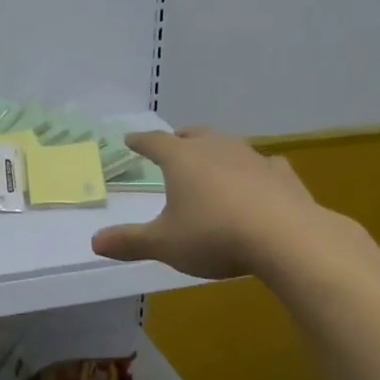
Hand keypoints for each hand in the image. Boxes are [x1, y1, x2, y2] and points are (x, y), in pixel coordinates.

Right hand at [91, 128, 352, 279]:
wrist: (285, 238)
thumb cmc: (213, 235)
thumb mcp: (164, 244)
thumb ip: (129, 242)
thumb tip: (94, 242)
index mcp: (181, 159)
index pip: (154, 143)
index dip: (140, 142)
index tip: (130, 139)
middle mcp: (215, 149)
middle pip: (193, 135)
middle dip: (181, 138)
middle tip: (173, 142)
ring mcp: (252, 158)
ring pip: (229, 145)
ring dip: (217, 150)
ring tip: (212, 159)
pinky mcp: (281, 175)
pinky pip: (265, 165)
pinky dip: (257, 169)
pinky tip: (261, 176)